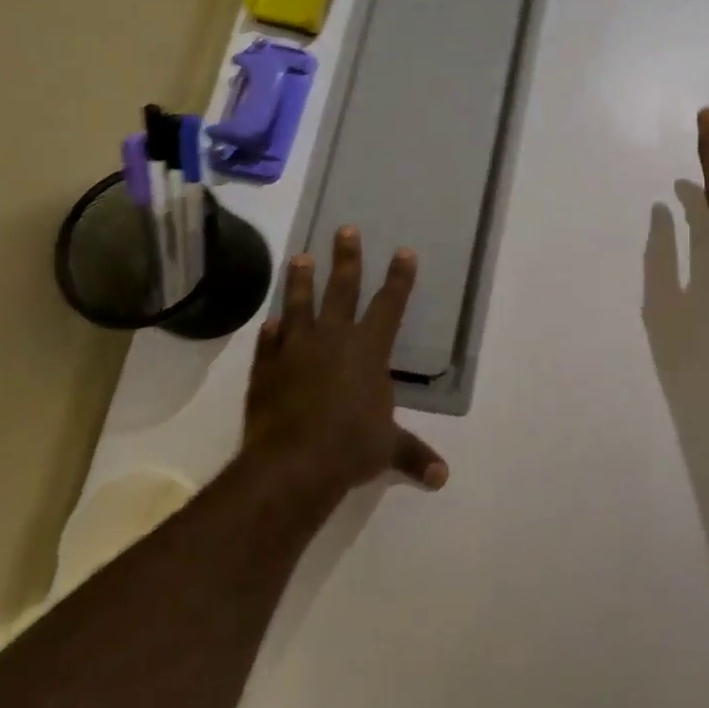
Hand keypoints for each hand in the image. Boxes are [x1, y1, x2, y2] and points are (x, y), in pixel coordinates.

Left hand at [242, 226, 448, 494]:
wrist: (293, 463)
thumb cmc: (351, 447)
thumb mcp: (387, 449)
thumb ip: (413, 455)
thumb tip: (442, 478)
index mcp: (369, 350)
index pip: (390, 304)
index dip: (399, 278)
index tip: (403, 251)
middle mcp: (334, 339)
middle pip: (342, 289)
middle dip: (346, 258)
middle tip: (344, 229)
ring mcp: (296, 350)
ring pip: (299, 305)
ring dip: (300, 281)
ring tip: (299, 257)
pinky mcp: (266, 368)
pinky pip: (270, 343)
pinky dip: (272, 333)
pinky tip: (270, 323)